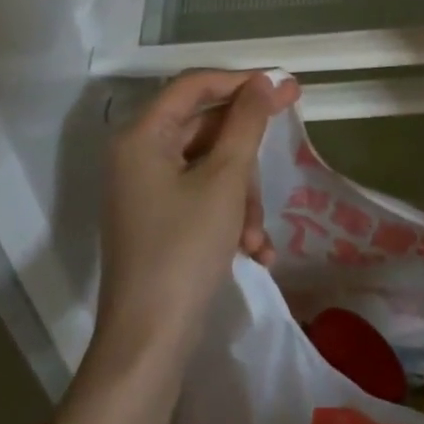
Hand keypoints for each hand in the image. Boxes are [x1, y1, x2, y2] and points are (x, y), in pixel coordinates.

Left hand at [90, 69, 299, 373]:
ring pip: (210, 168)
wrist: (148, 344)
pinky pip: (201, 198)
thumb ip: (247, 122)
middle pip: (205, 129)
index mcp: (142, 136)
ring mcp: (146, 190)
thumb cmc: (184, 250)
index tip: (285, 87)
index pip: (195, 85)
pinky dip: (229, 217)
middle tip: (285, 153)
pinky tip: (254, 251)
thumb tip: (267, 79)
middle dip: (244, 157)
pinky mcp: (158, 220)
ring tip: (257, 236)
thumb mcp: (224, 180)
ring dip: (242, 197)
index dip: (241, 81)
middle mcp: (138, 155)